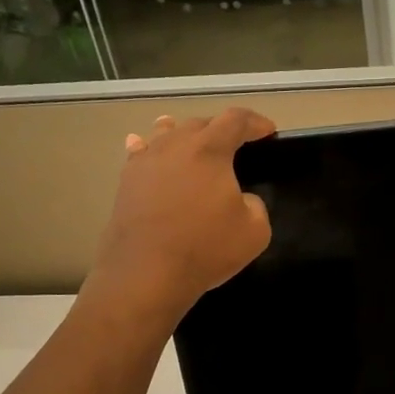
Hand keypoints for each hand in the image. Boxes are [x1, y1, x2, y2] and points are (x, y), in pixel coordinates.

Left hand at [90, 108, 275, 319]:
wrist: (145, 274)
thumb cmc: (205, 248)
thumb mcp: (255, 231)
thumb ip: (255, 205)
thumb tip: (240, 199)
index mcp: (210, 150)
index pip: (236, 120)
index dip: (256, 122)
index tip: (268, 131)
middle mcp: (175, 145)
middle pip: (200, 123)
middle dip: (221, 129)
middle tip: (236, 145)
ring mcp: (146, 161)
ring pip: (166, 132)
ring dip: (184, 133)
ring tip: (192, 138)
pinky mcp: (126, 181)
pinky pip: (139, 152)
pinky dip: (148, 146)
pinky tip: (142, 144)